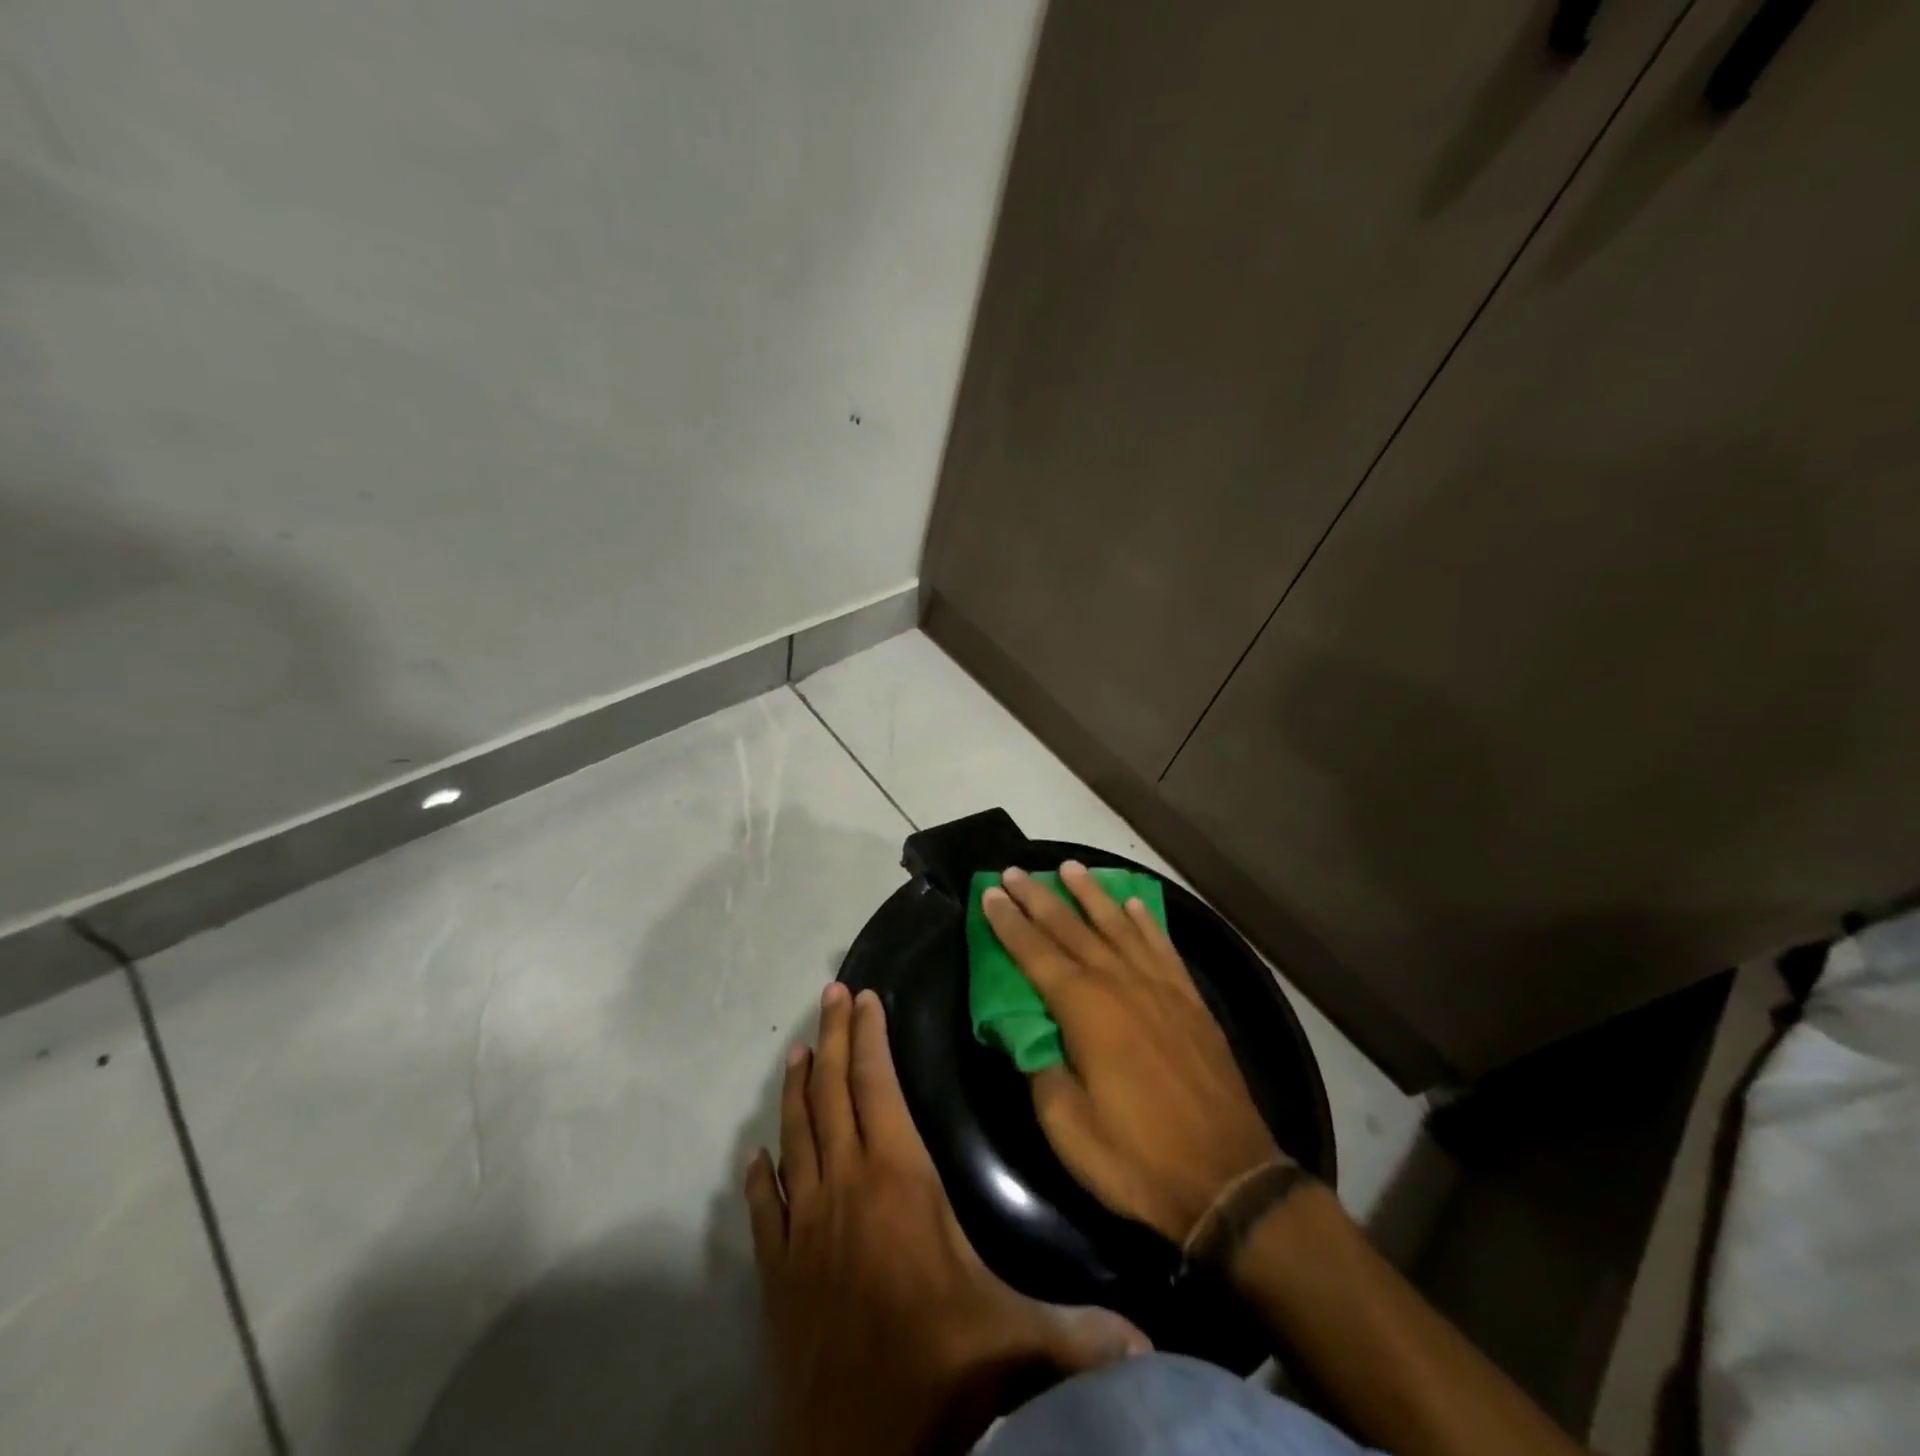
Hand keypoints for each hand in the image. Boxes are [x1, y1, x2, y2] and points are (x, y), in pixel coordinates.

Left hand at [745, 982, 1145, 1455]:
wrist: (856, 1453)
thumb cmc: (938, 1368)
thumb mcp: (1017, 1339)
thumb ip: (1083, 1328)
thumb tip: (1150, 1338)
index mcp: (897, 1178)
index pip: (877, 1086)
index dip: (870, 1037)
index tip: (864, 996)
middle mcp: (843, 1186)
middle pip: (833, 1093)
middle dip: (833, 1037)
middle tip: (830, 995)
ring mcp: (802, 1226)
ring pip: (795, 1136)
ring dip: (797, 1090)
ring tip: (798, 1053)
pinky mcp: (777, 1270)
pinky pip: (764, 1209)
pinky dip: (760, 1177)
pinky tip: (756, 1157)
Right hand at [981, 862, 1284, 1244]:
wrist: (1228, 1181)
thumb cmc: (1137, 1159)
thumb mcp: (1068, 1127)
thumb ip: (1041, 1069)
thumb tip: (1027, 1032)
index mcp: (1085, 1009)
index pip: (1035, 953)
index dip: (1009, 922)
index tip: (990, 892)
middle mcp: (1120, 984)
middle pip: (1071, 928)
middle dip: (1039, 898)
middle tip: (1015, 870)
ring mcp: (1160, 988)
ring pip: (1118, 926)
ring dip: (1090, 895)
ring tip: (1070, 868)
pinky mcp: (1191, 1001)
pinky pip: (1162, 947)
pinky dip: (1145, 921)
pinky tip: (1133, 904)